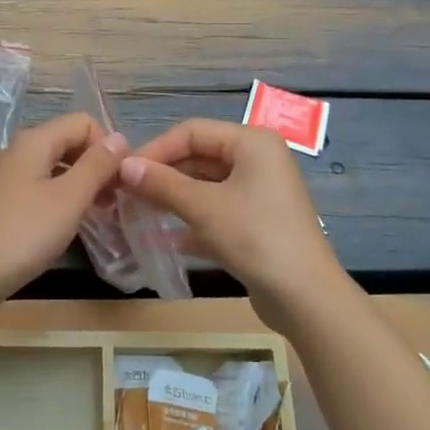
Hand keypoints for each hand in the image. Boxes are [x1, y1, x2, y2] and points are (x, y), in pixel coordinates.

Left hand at [0, 113, 128, 298]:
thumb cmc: (25, 233)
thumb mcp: (69, 198)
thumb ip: (97, 165)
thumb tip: (119, 138)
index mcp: (34, 140)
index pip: (83, 122)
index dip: (107, 146)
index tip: (120, 180)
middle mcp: (18, 149)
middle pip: (68, 141)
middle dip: (95, 164)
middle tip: (114, 200)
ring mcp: (6, 175)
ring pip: (55, 165)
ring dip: (80, 182)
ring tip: (98, 213)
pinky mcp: (1, 199)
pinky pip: (40, 184)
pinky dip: (60, 196)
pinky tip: (68, 222)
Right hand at [119, 119, 349, 328]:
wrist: (305, 297)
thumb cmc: (255, 237)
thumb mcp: (203, 207)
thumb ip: (162, 184)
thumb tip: (124, 166)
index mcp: (251, 142)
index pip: (192, 132)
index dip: (156, 149)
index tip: (123, 171)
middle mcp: (258, 160)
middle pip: (199, 157)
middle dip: (163, 175)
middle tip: (126, 193)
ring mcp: (259, 193)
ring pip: (206, 186)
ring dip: (173, 198)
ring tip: (136, 212)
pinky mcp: (257, 222)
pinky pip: (216, 211)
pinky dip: (191, 220)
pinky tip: (162, 238)